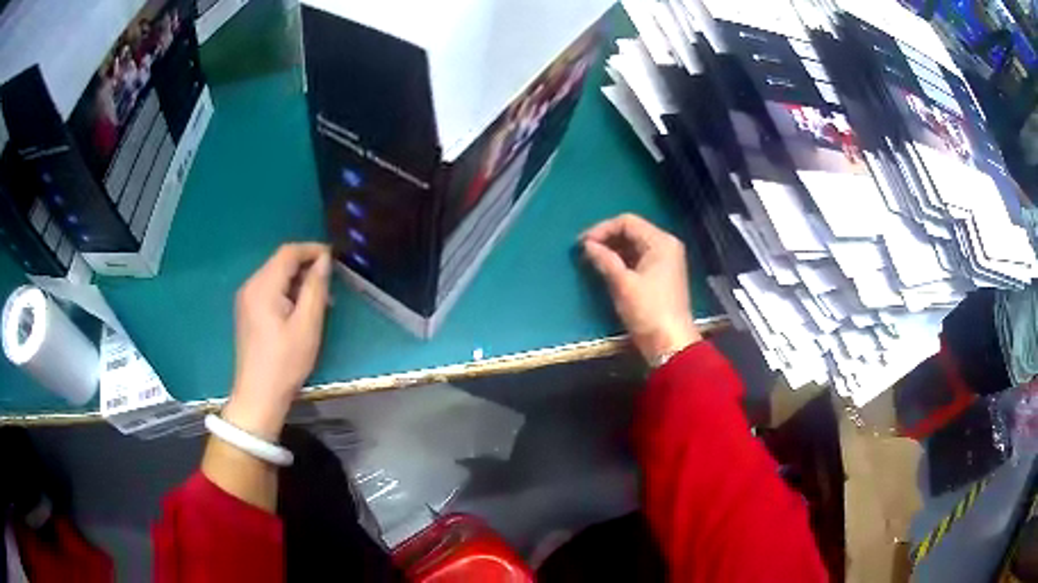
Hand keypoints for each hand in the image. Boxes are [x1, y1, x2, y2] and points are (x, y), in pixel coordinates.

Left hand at [223, 243, 331, 439]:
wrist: (258, 395)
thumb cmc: (285, 362)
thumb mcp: (307, 325)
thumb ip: (315, 288)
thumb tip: (324, 261)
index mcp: (263, 286)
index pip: (288, 253)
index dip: (312, 249)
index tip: (334, 258)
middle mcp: (250, 286)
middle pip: (280, 263)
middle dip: (306, 267)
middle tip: (330, 286)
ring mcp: (246, 299)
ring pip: (275, 276)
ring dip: (298, 281)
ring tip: (319, 301)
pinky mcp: (247, 312)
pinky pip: (269, 290)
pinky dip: (287, 292)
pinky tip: (300, 311)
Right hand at [581, 214, 700, 364]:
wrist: (670, 343)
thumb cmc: (648, 310)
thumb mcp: (623, 284)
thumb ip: (604, 259)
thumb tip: (587, 245)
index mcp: (661, 242)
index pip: (627, 222)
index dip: (602, 229)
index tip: (582, 244)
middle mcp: (665, 246)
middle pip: (631, 231)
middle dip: (606, 238)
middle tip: (584, 251)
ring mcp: (665, 261)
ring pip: (633, 246)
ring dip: (612, 250)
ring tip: (591, 260)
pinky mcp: (660, 275)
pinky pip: (638, 259)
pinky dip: (621, 261)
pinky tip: (606, 269)